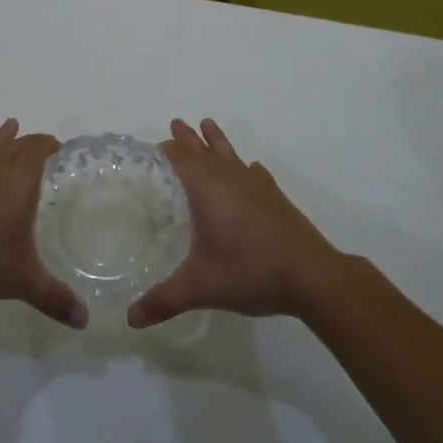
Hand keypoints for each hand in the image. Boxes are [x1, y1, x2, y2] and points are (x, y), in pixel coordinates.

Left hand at [0, 119, 86, 328]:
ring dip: (0, 138)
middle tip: (41, 142)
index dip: (48, 145)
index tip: (59, 146)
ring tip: (10, 124)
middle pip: (15, 148)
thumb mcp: (24, 283)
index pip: (36, 153)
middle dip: (30, 142)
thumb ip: (55, 299)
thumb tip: (85, 320)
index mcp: (18, 188)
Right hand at [128, 119, 340, 328]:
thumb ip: (163, 300)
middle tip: (176, 122)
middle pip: (204, 150)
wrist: (311, 275)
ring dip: (217, 141)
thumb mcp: (200, 287)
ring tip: (208, 124)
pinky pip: (256, 173)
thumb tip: (130, 319)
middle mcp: (230, 178)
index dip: (166, 148)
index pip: (181, 157)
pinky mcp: (276, 197)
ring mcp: (256, 186)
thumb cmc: (250, 272)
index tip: (151, 146)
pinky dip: (247, 168)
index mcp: (207, 189)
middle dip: (188, 138)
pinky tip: (252, 170)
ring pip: (231, 154)